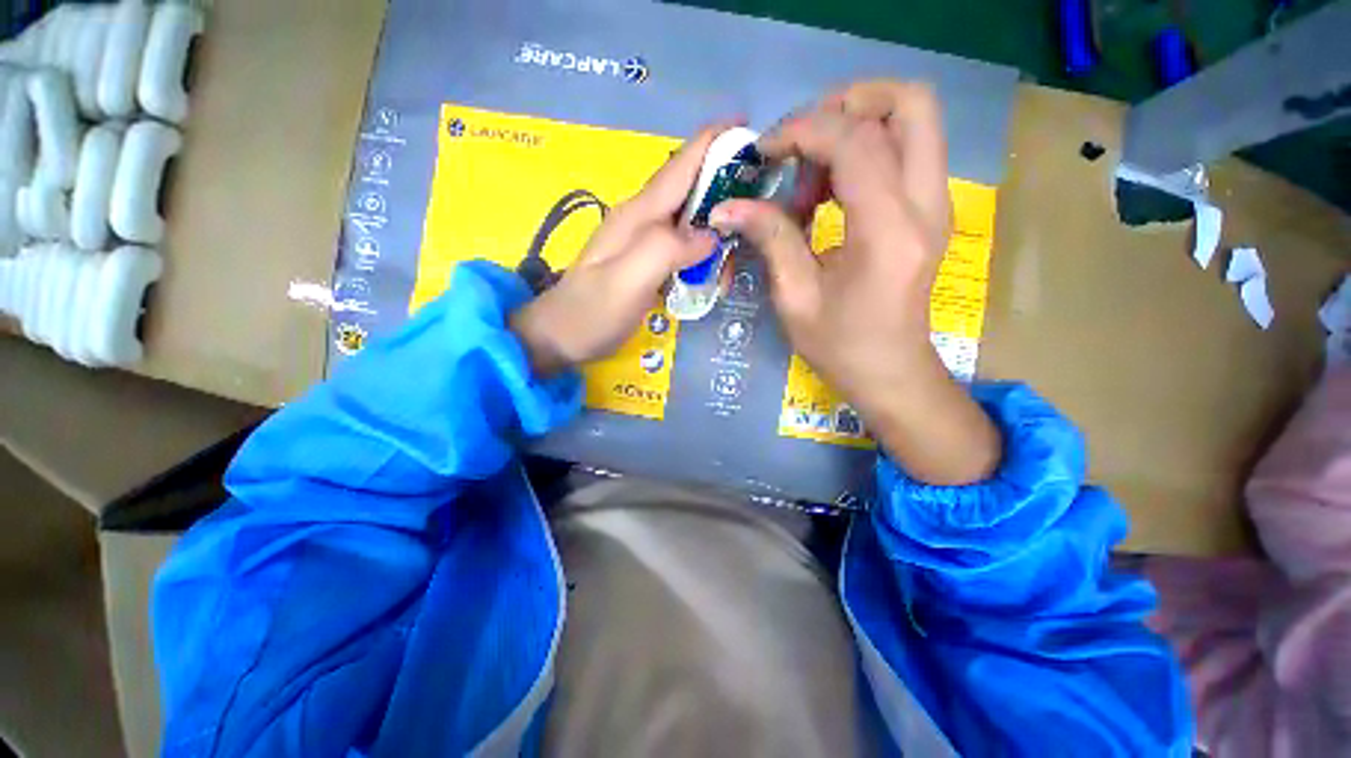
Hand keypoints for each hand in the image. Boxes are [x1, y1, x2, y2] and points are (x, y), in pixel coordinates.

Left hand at [510, 125, 728, 375]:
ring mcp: (641, 242)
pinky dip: (702, 253)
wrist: (559, 337)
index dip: (714, 142)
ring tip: (732, 260)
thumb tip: (710, 236)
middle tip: (757, 209)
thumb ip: (667, 250)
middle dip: (726, 190)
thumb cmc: (591, 312)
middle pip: (691, 190)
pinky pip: (682, 246)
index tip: (752, 128)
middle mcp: (641, 219)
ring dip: (716, 231)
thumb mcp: (626, 281)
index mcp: (638, 215)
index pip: (681, 166)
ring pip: (689, 221)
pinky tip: (712, 270)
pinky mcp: (644, 262)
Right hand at [712, 81, 999, 484]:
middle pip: (909, 103)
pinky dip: (862, 153)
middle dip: (847, 104)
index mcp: (888, 232)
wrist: (890, 371)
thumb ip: (770, 238)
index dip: (803, 131)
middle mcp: (926, 205)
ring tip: (808, 178)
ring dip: (852, 129)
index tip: (764, 153)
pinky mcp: (928, 210)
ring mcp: (935, 204)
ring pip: (911, 120)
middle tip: (799, 140)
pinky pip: (904, 151)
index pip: (855, 142)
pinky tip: (826, 192)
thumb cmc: (840, 345)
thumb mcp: (794, 297)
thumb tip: (727, 206)